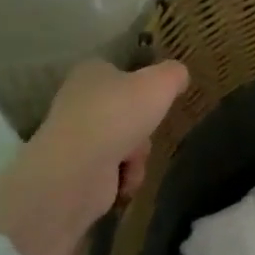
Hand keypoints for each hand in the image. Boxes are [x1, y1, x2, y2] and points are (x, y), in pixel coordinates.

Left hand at [0, 59, 189, 254]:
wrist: (78, 170)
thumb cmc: (118, 114)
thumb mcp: (161, 83)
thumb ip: (174, 74)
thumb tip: (179, 75)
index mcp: (92, 72)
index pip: (120, 73)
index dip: (141, 86)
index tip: (158, 100)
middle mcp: (78, 101)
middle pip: (126, 113)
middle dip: (143, 129)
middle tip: (149, 131)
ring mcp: (75, 137)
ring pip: (123, 144)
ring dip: (137, 156)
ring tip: (133, 162)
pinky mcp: (76, 171)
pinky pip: (112, 172)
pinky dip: (124, 178)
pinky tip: (124, 182)